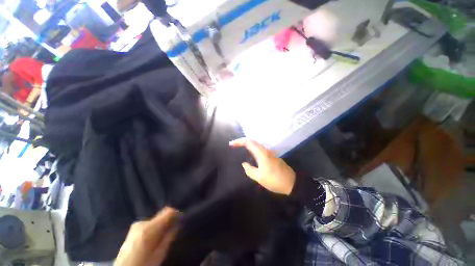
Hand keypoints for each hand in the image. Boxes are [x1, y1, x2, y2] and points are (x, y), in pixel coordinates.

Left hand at [115, 207, 179, 265]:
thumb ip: (169, 237)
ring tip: (164, 234)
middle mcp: (142, 223)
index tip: (181, 219)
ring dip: (162, 223)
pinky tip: (155, 236)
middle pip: (162, 214)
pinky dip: (155, 226)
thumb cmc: (144, 263)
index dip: (176, 213)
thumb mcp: (160, 254)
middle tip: (173, 228)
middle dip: (169, 219)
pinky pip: (150, 222)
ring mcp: (136, 224)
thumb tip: (177, 224)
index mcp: (148, 228)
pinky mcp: (133, 228)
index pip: (168, 211)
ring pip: (156, 218)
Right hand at [230, 138, 295, 194]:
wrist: (292, 182)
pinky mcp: (271, 156)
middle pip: (252, 141)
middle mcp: (265, 150)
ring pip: (256, 145)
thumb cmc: (275, 180)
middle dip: (242, 141)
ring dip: (247, 145)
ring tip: (239, 149)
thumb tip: (244, 164)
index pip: (248, 142)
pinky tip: (249, 154)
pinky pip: (259, 149)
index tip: (231, 144)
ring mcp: (269, 152)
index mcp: (262, 153)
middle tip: (233, 146)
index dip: (239, 141)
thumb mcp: (259, 177)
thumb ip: (249, 170)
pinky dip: (252, 149)